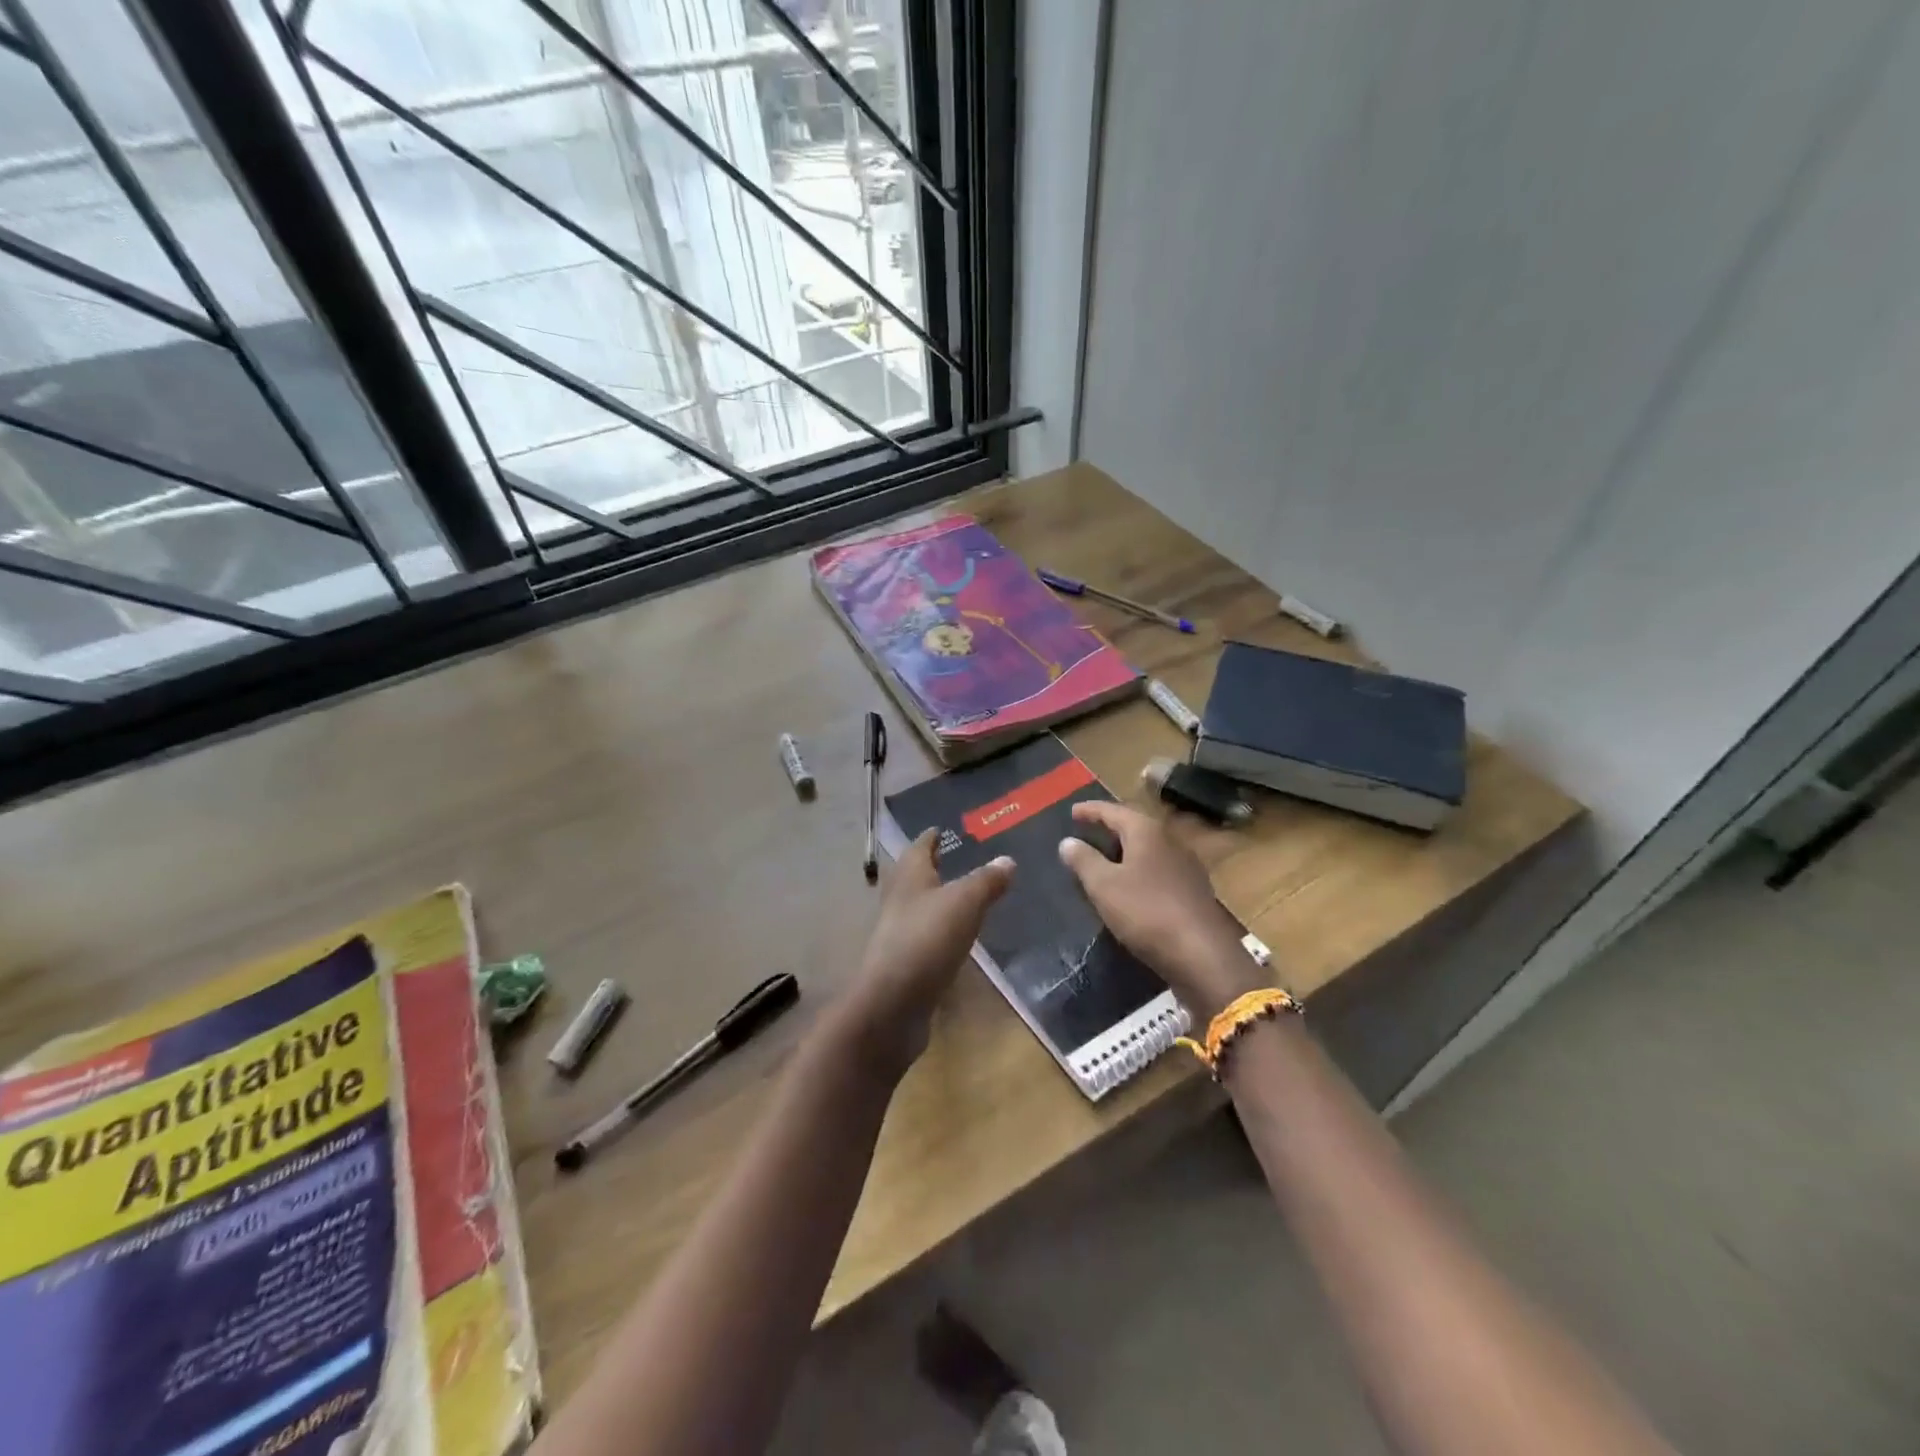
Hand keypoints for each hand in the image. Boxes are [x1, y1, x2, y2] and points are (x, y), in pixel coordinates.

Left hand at [834, 829, 1014, 1078]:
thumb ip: (986, 880)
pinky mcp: (905, 961)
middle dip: (934, 866)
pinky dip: (941, 929)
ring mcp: (899, 931)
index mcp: (910, 875)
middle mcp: (900, 898)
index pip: (920, 846)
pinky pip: (926, 935)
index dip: (932, 836)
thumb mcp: (965, 903)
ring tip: (964, 895)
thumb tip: (1008, 860)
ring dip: (938, 898)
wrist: (893, 1003)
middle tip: (958, 858)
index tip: (944, 828)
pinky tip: (958, 936)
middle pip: (915, 875)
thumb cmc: (927, 939)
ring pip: (920, 905)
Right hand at [1057, 802, 1263, 1017]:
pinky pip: (1159, 869)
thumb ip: (1084, 860)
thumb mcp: (1104, 885)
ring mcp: (1186, 866)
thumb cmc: (1145, 911)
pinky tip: (1132, 885)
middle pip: (1135, 826)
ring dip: (1126, 850)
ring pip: (1149, 849)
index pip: (1113, 811)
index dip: (1091, 810)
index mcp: (1147, 831)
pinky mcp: (1193, 890)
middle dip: (1111, 828)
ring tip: (1106, 858)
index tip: (1072, 812)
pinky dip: (1140, 870)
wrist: (1201, 953)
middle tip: (1089, 831)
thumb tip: (1067, 841)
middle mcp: (1170, 841)